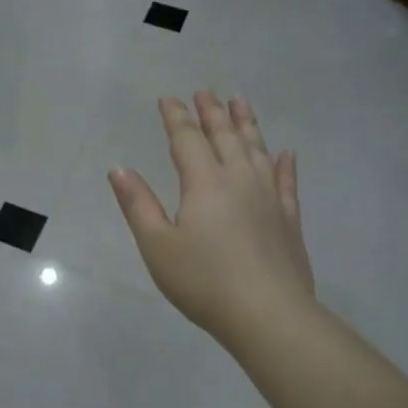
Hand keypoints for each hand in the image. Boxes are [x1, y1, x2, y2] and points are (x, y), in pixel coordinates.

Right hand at [108, 92, 315, 349]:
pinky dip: (284, 164)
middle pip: (225, 136)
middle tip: (205, 92)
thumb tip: (119, 169)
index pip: (187, 139)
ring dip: (247, 124)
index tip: (168, 98)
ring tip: (241, 102)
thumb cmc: (203, 281)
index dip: (176, 117)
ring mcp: (269, 197)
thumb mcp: (157, 245)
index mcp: (204, 183)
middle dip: (212, 112)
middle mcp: (239, 179)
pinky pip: (287, 182)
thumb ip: (138, 204)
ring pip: (257, 150)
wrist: (268, 315)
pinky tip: (285, 154)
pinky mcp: (289, 219)